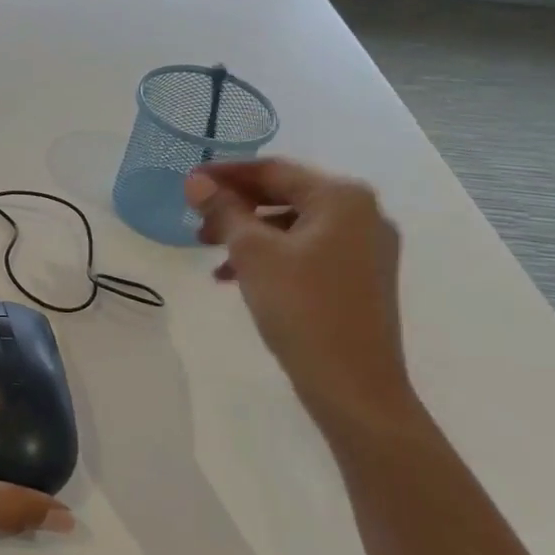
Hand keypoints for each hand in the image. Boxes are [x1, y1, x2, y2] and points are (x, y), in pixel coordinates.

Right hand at [187, 159, 416, 431]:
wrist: (353, 385)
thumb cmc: (302, 307)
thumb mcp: (253, 253)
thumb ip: (224, 210)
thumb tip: (196, 181)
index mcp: (342, 198)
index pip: (273, 170)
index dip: (226, 174)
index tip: (188, 181)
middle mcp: (362, 214)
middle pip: (285, 194)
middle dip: (236, 206)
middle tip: (196, 221)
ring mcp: (366, 248)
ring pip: (293, 225)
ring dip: (249, 233)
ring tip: (210, 252)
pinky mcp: (361, 277)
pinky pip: (306, 250)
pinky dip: (271, 255)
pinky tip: (237, 277)